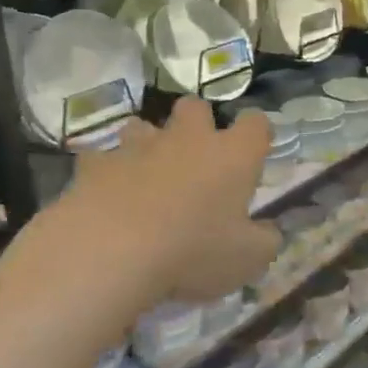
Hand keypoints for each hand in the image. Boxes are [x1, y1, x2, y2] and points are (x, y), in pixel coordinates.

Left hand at [65, 100, 280, 305]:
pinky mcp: (98, 163)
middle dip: (197, 124)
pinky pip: (102, 158)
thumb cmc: (193, 252)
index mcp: (232, 156)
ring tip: (148, 175)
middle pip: (196, 107)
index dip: (257, 133)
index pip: (256, 124)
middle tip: (197, 159)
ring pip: (144, 126)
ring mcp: (139, 147)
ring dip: (148, 144)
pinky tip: (107, 196)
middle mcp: (188, 139)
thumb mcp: (247, 259)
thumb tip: (269, 231)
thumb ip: (265, 241)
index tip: (254, 152)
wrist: (112, 251)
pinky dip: (107, 172)